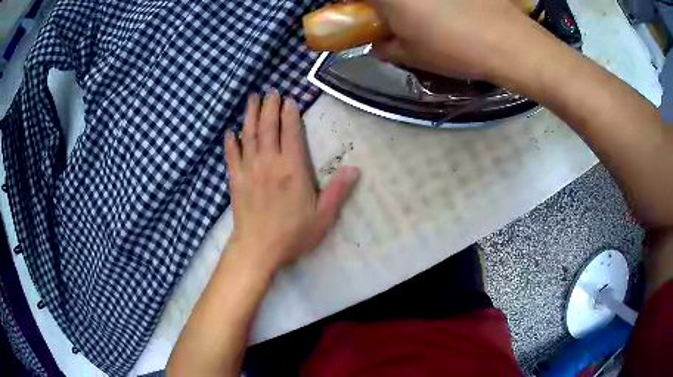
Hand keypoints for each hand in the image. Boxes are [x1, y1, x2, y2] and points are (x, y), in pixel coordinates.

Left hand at [224, 91, 359, 273]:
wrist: (258, 249)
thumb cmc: (292, 234)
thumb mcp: (323, 217)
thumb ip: (338, 191)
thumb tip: (354, 168)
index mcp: (292, 169)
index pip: (291, 132)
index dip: (290, 114)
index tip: (289, 99)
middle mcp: (269, 163)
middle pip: (268, 127)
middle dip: (270, 107)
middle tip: (271, 91)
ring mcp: (249, 170)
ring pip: (249, 135)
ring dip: (251, 115)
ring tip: (252, 98)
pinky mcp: (236, 180)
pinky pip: (232, 155)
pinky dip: (231, 142)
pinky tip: (231, 132)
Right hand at [368, 0, 541, 79]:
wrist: (509, 42)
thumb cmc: (454, 49)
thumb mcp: (412, 55)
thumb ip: (386, 48)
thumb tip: (378, 45)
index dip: (356, 5)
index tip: (363, 14)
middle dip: (384, 6)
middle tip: (393, 15)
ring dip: (413, 5)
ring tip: (427, 15)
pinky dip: (437, 3)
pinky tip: (451, 9)